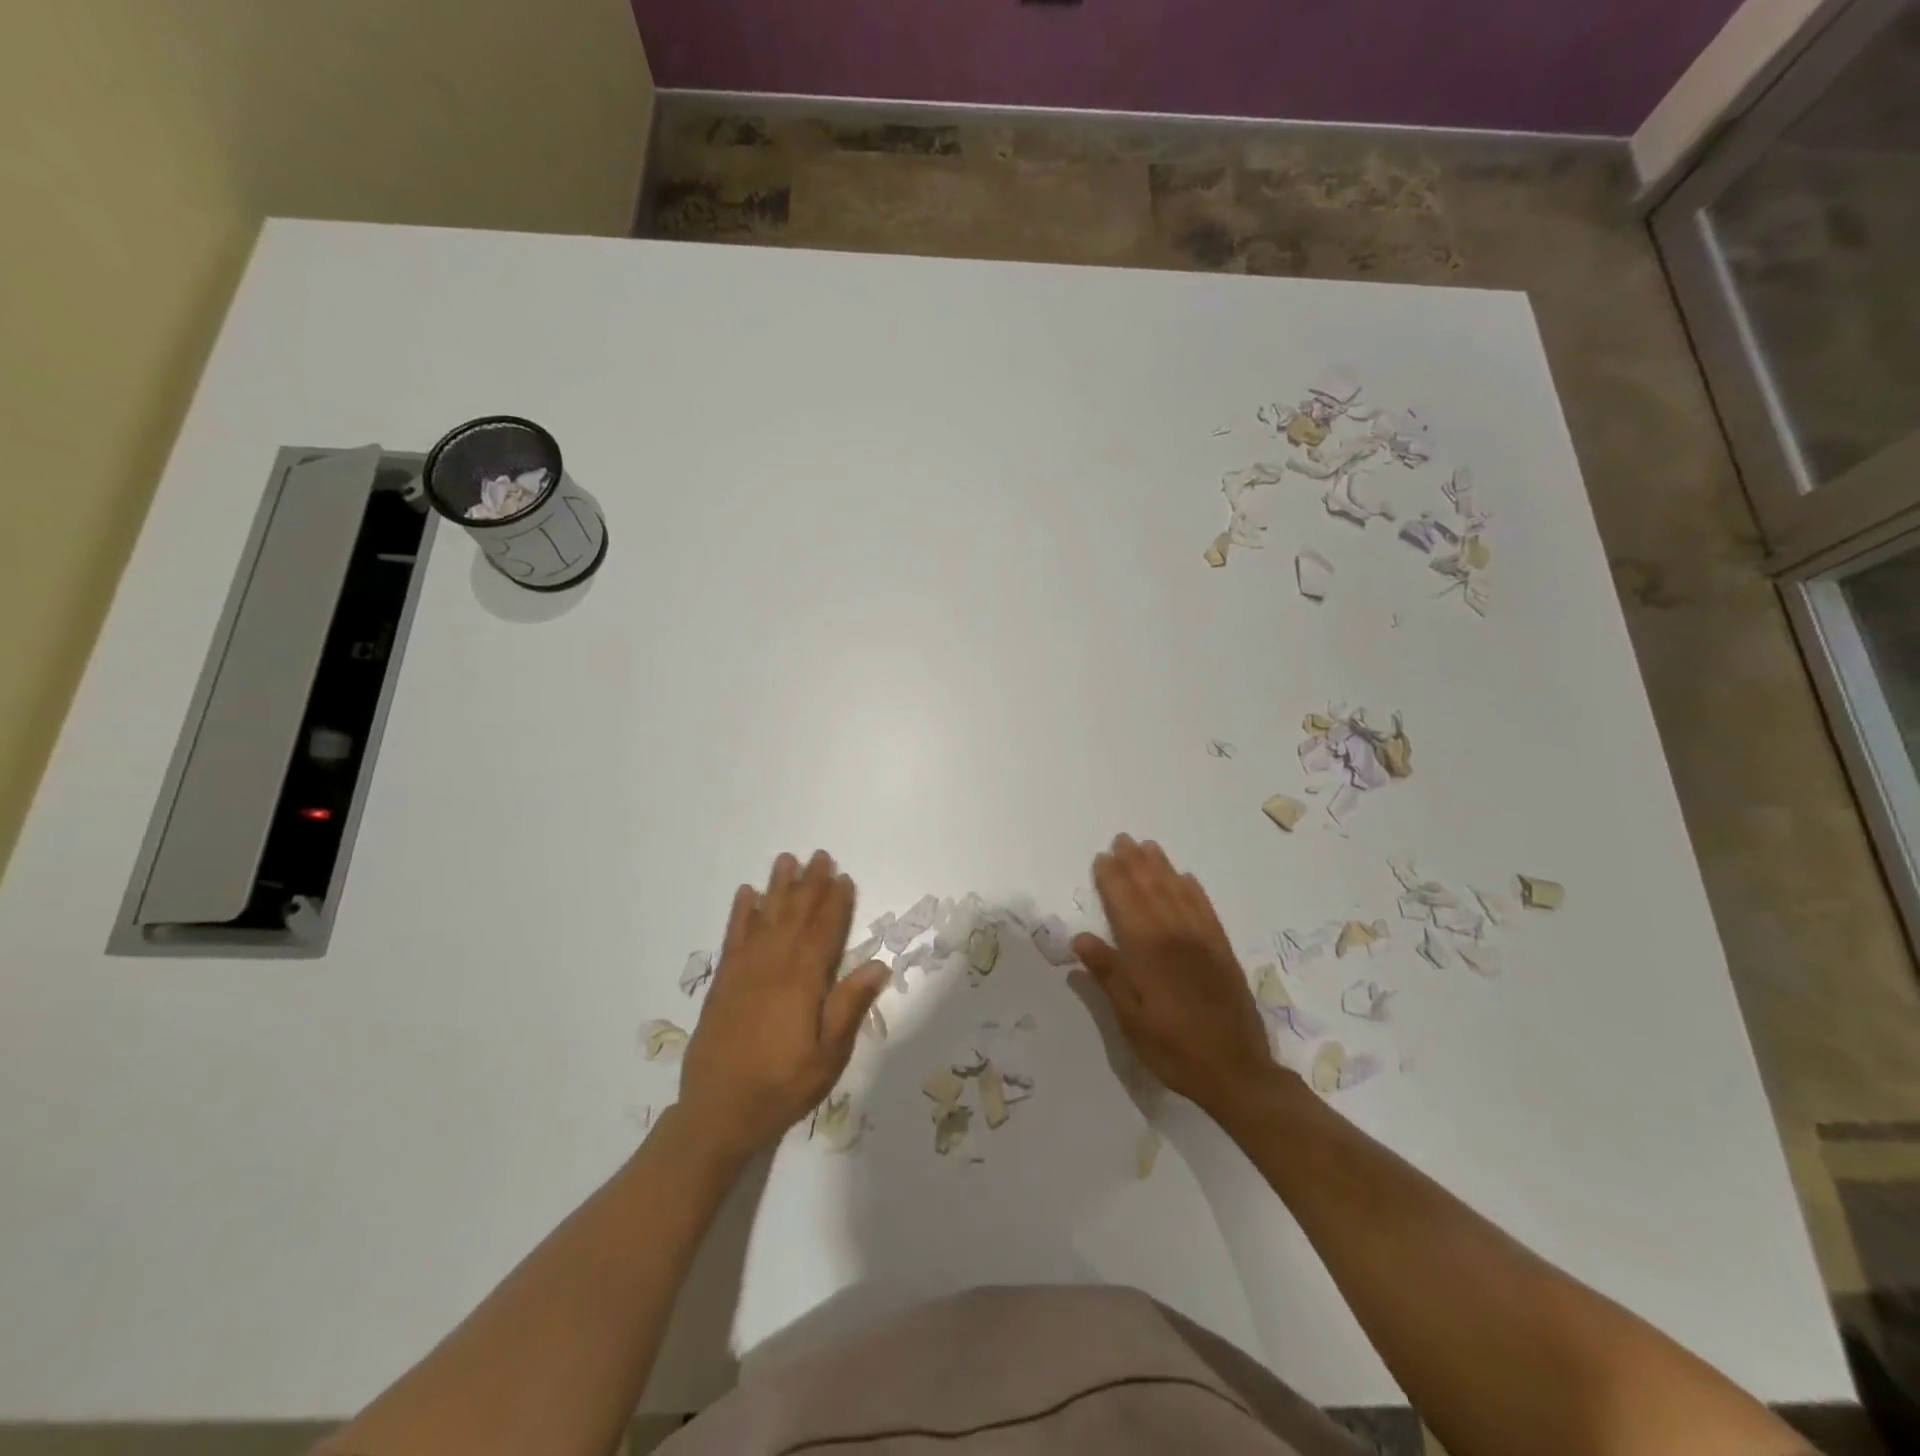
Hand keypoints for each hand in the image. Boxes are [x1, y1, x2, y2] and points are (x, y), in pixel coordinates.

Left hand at [678, 850, 887, 1164]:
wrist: (717, 1114)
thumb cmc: (782, 1087)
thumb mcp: (827, 1058)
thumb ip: (849, 1007)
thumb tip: (878, 964)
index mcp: (802, 984)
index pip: (823, 933)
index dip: (835, 904)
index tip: (844, 877)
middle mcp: (772, 968)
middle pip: (795, 917)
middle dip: (810, 885)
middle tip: (820, 855)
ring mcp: (743, 972)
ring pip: (765, 919)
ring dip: (777, 888)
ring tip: (786, 860)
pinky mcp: (723, 983)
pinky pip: (733, 938)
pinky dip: (741, 914)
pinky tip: (746, 894)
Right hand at [1072, 834, 1282, 1117]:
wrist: (1237, 1071)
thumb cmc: (1173, 1048)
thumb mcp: (1130, 1019)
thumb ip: (1108, 975)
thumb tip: (1081, 938)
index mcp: (1147, 951)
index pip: (1124, 903)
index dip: (1112, 878)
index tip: (1101, 857)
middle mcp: (1175, 935)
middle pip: (1151, 889)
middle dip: (1135, 863)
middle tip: (1122, 839)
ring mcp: (1202, 940)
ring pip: (1178, 892)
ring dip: (1162, 867)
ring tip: (1149, 846)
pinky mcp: (1223, 950)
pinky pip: (1206, 909)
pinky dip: (1194, 890)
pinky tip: (1187, 878)